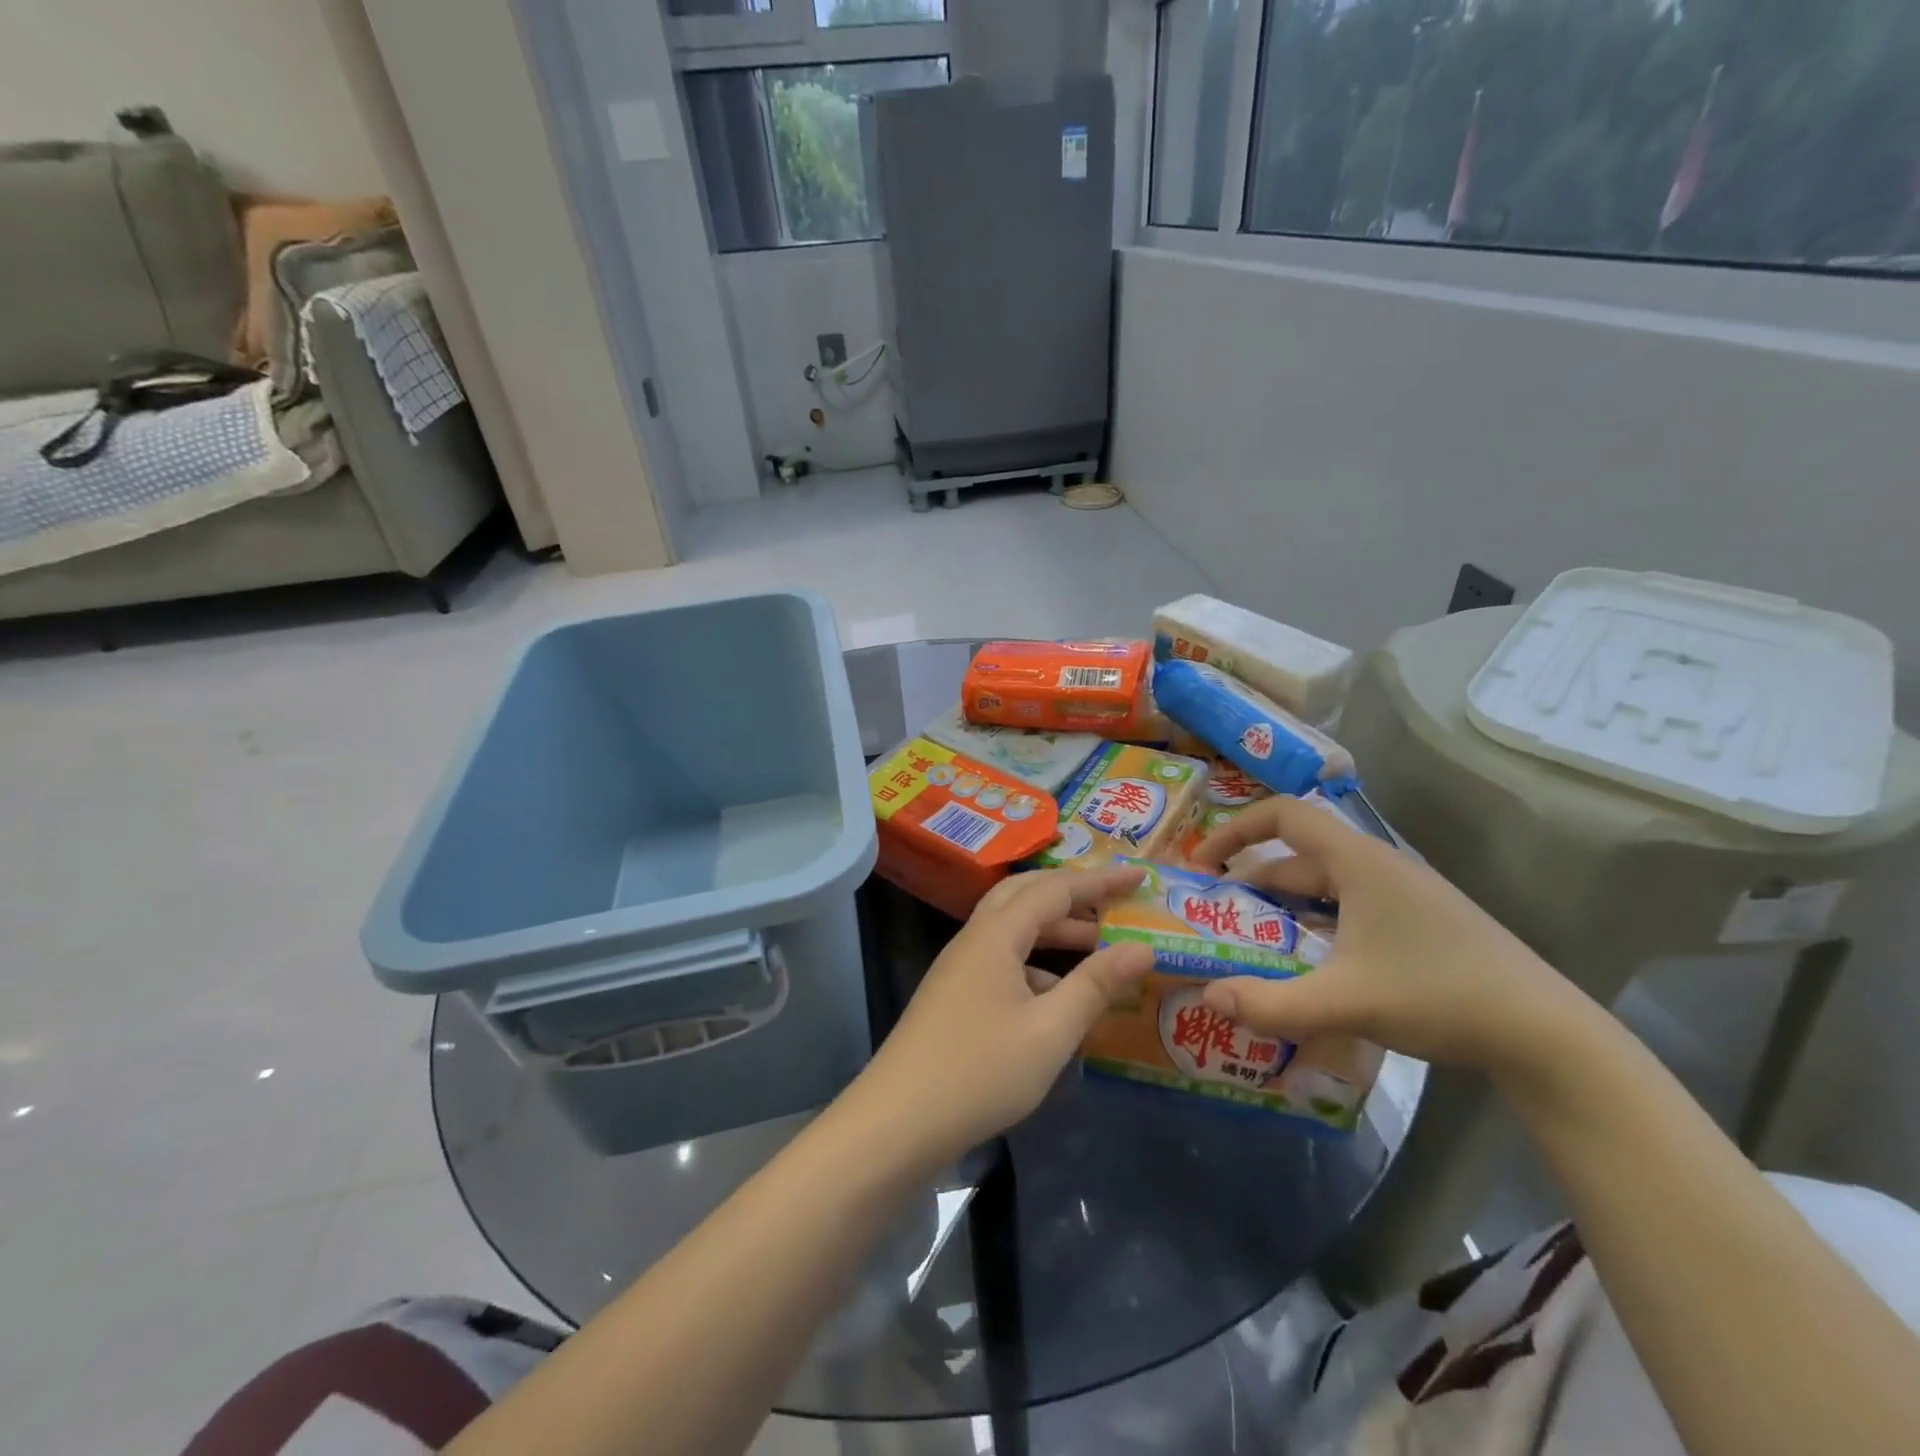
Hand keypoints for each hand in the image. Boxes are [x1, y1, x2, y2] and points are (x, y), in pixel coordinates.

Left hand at [853, 864, 1153, 1168]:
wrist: (898, 1121)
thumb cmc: (980, 1072)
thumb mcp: (1050, 1031)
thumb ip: (1096, 985)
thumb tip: (1142, 947)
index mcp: (996, 934)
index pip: (1054, 889)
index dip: (1099, 882)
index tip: (1139, 877)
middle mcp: (974, 939)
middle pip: (1026, 896)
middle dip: (1073, 896)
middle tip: (1115, 904)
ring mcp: (960, 967)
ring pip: (1013, 929)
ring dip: (1055, 931)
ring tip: (1100, 949)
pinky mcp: (955, 994)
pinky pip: (1002, 959)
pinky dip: (1036, 963)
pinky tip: (1059, 997)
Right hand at [1191, 795, 1581, 1073]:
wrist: (1547, 1034)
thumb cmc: (1439, 994)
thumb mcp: (1346, 1001)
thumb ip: (1271, 1002)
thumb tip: (1208, 997)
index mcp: (1358, 861)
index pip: (1283, 815)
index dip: (1235, 829)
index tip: (1203, 862)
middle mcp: (1376, 867)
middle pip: (1298, 858)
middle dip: (1251, 883)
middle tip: (1214, 915)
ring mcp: (1401, 896)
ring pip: (1323, 889)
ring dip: (1282, 909)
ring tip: (1248, 943)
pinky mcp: (1417, 924)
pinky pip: (1347, 911)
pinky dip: (1314, 927)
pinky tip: (1306, 966)